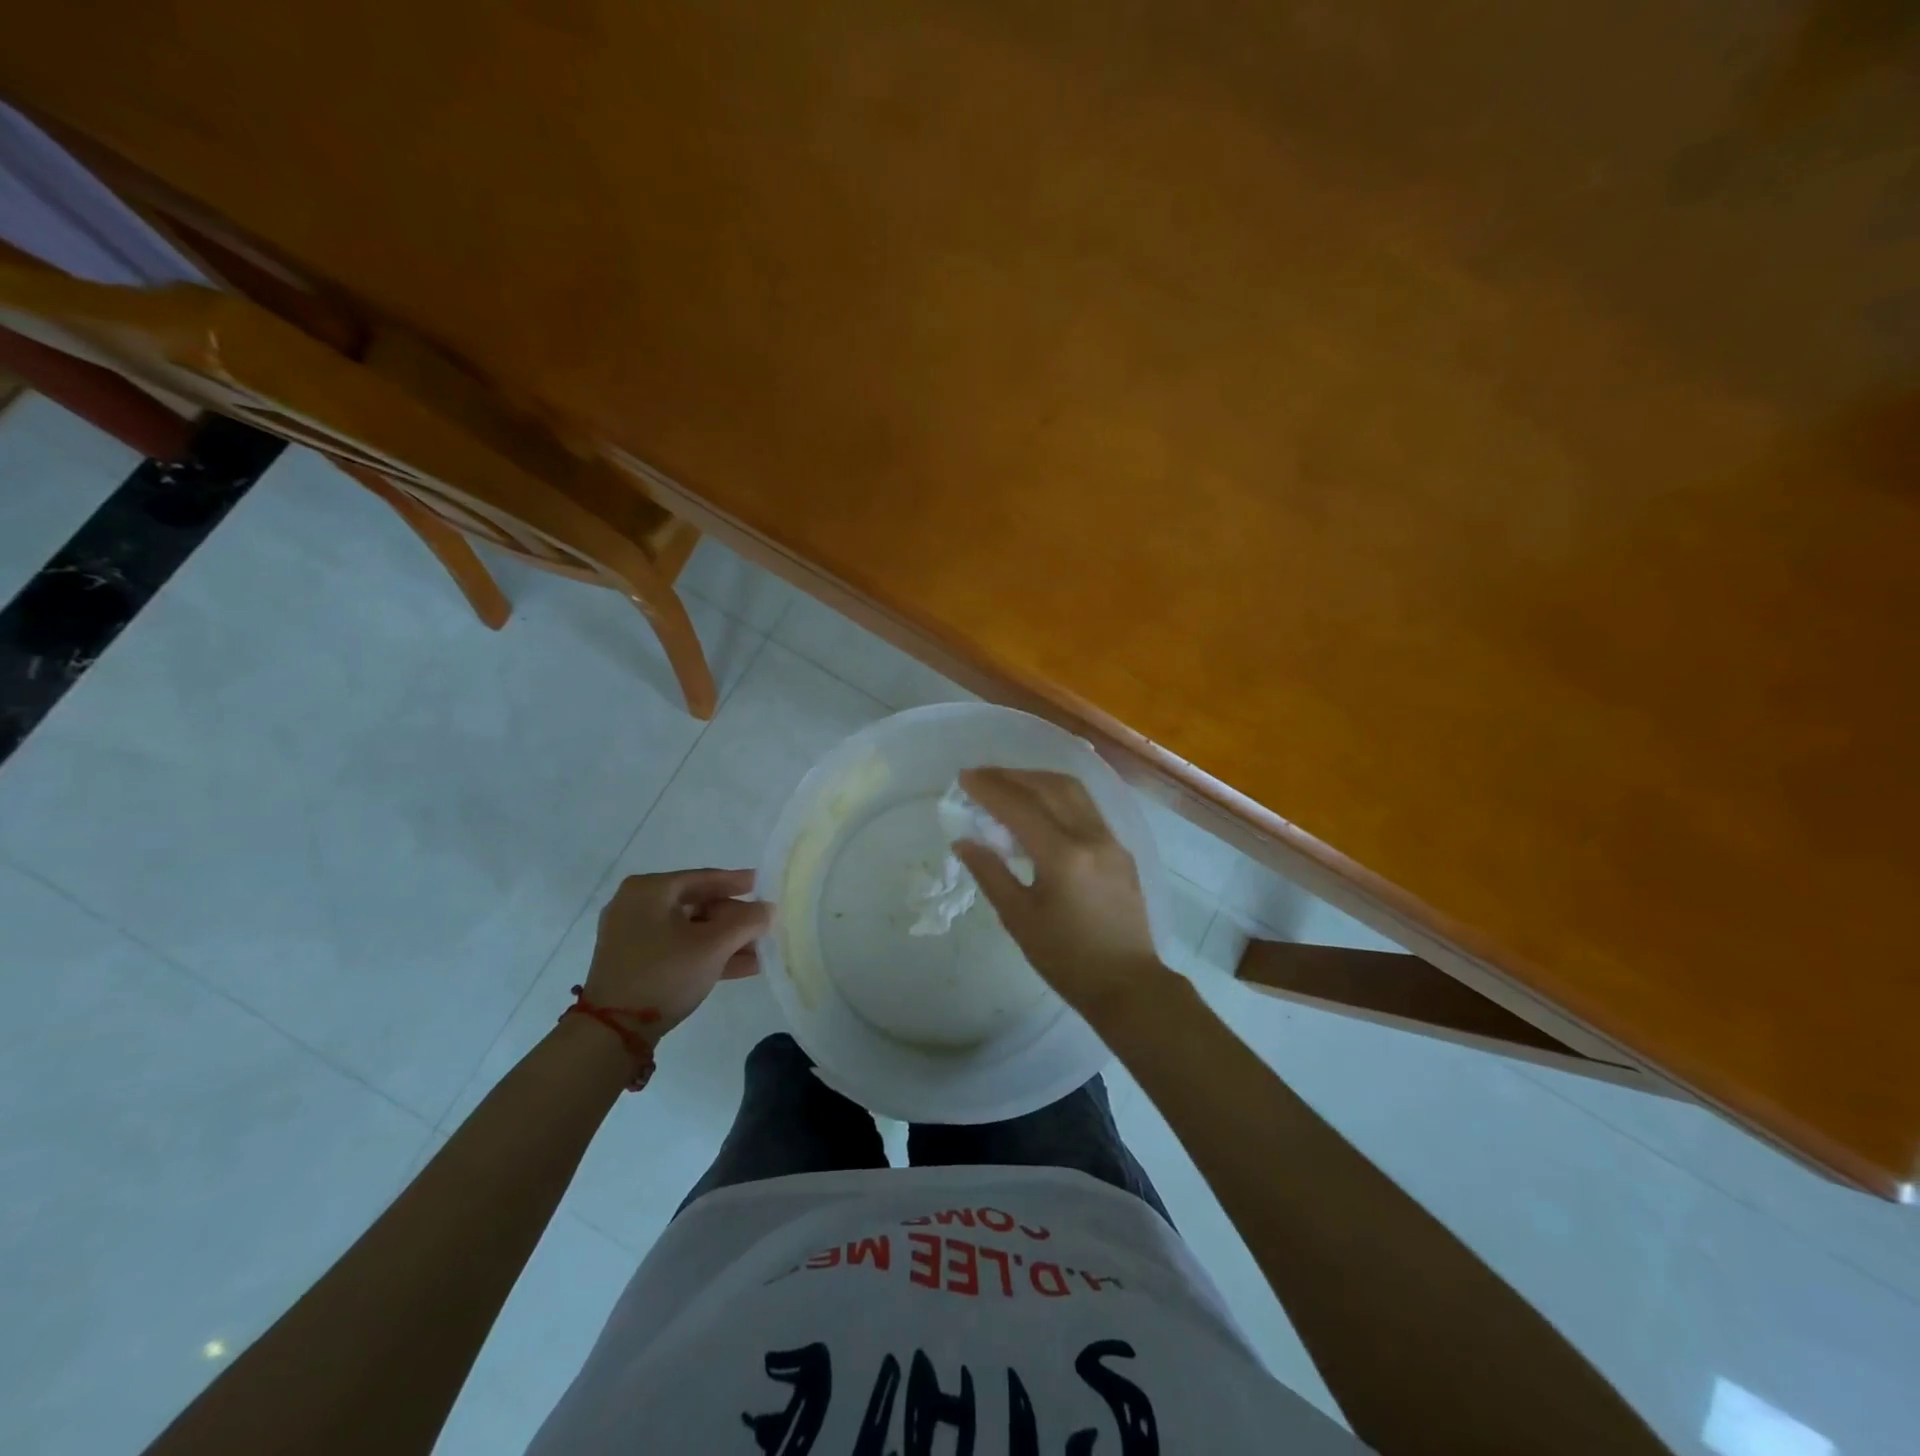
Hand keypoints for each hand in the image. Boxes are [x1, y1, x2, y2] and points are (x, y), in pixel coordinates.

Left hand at [581, 869, 772, 1041]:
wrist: (612, 1032)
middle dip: (735, 919)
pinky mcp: (634, 963)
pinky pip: (679, 949)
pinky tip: (743, 966)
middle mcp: (637, 905)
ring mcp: (632, 936)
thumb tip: (769, 909)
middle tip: (765, 925)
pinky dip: (707, 955)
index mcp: (650, 889)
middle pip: (698, 905)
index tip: (765, 884)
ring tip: (762, 950)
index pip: (704, 878)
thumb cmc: (665, 973)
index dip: (739, 882)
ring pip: (690, 930)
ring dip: (726, 940)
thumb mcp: (713, 945)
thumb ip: (747, 922)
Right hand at [953, 768, 1168, 1020]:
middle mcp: (1091, 836)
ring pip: (1072, 791)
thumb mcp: (1019, 919)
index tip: (964, 778)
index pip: (1020, 807)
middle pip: (1049, 787)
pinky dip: (1058, 796)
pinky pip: (1086, 807)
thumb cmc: (1066, 959)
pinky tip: (1040, 807)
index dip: (989, 789)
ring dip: (1037, 780)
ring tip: (1008, 784)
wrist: (1128, 985)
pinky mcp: (1120, 849)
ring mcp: (1110, 840)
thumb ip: (990, 873)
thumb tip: (964, 841)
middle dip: (1012, 776)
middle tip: (981, 776)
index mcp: (1063, 856)